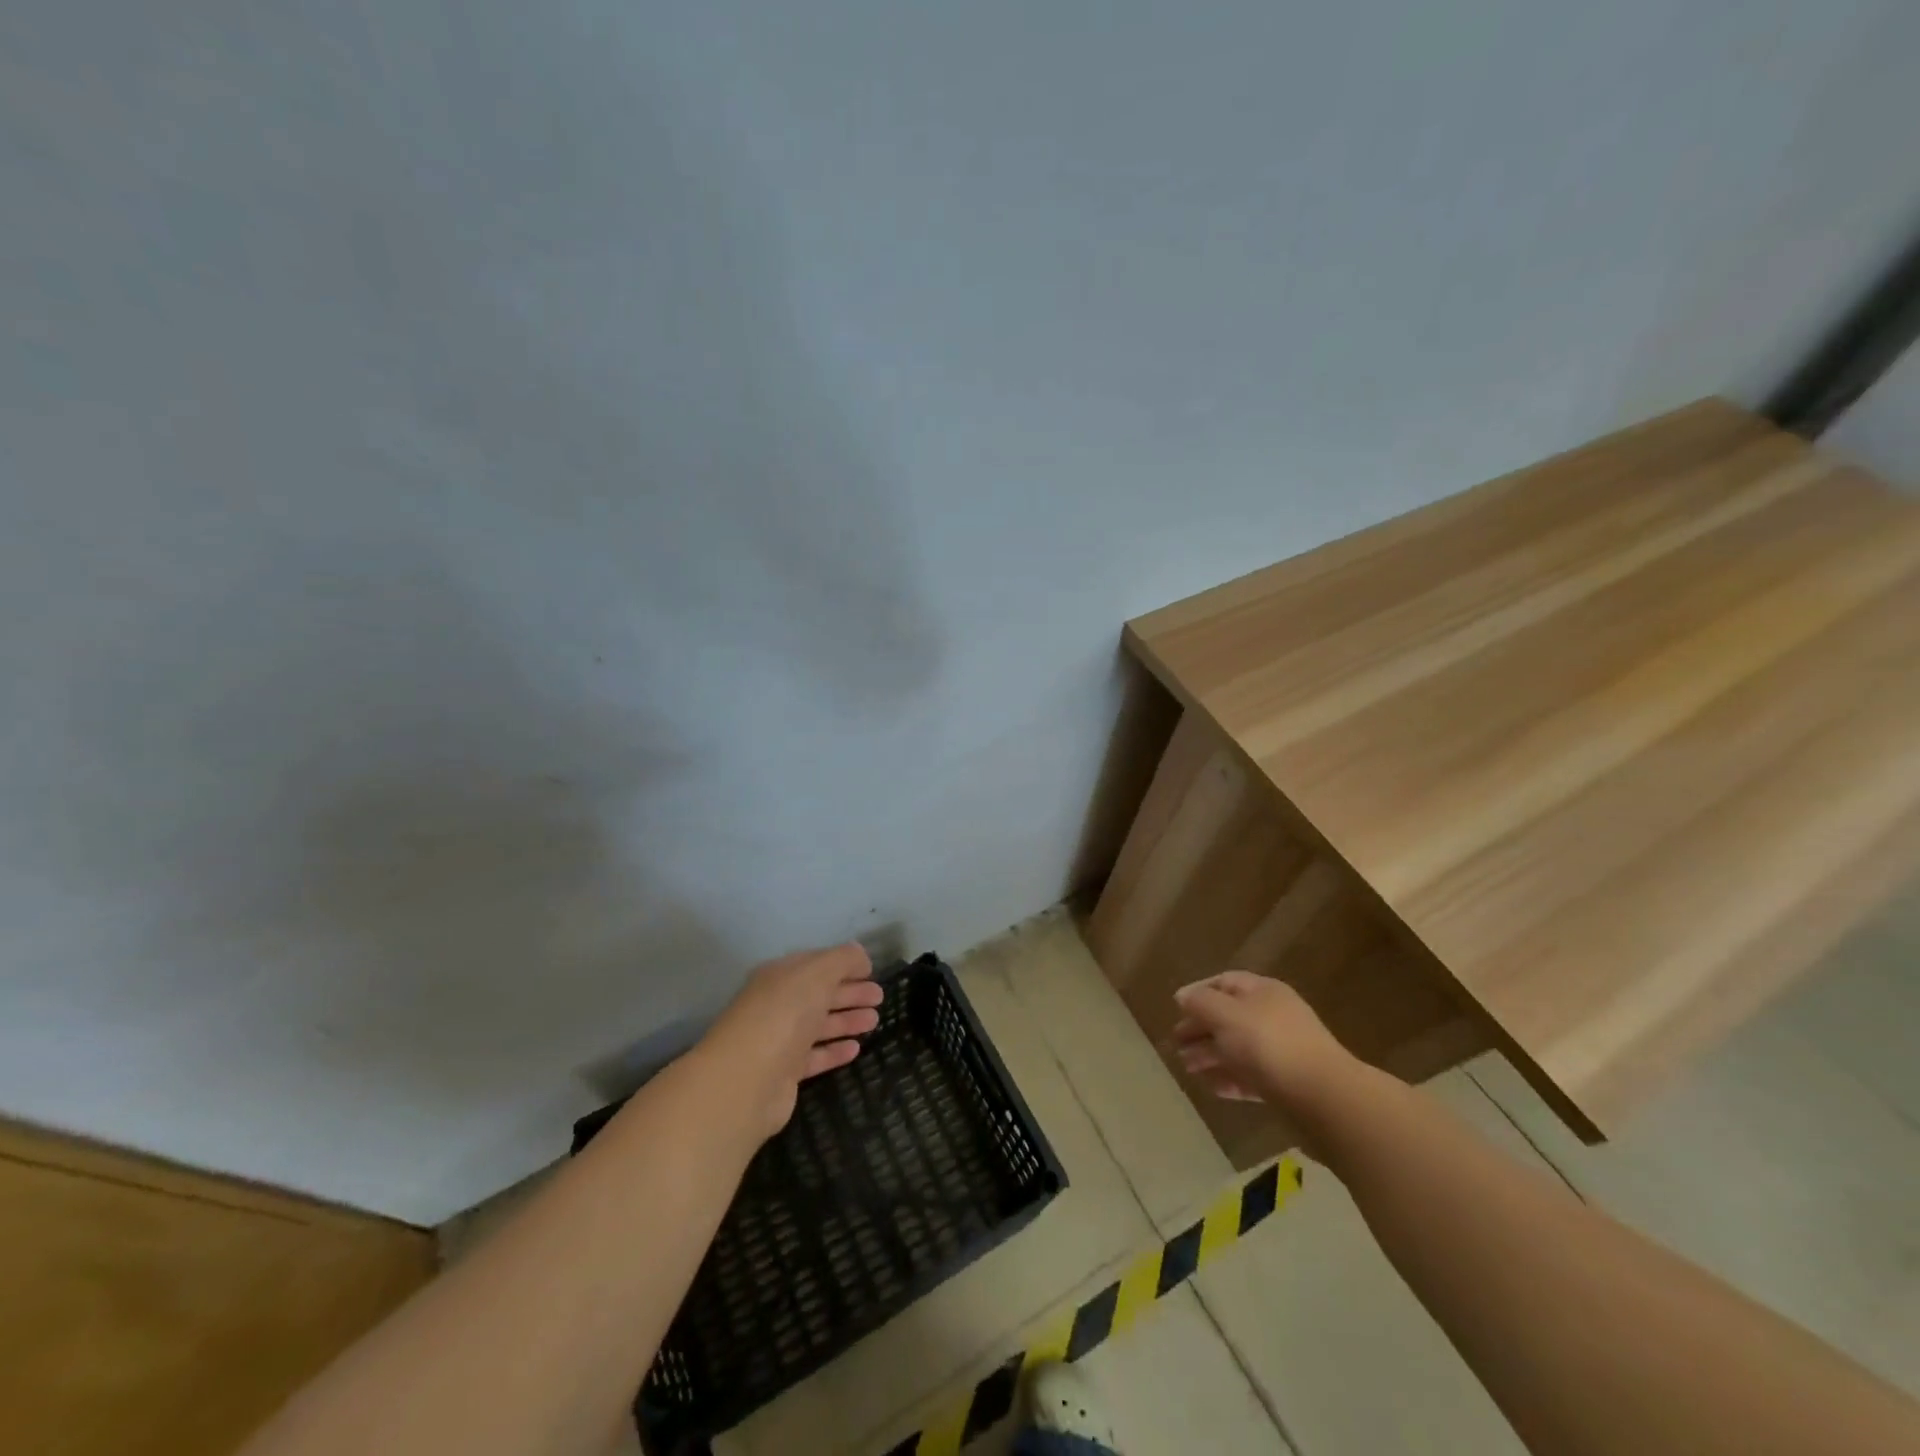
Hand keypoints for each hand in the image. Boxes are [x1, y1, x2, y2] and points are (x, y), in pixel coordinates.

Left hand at [697, 943, 883, 1137]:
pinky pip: (815, 1056)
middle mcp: (778, 1004)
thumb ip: (843, 960)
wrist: (746, 1080)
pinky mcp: (784, 1073)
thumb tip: (860, 956)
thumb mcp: (817, 974)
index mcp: (781, 976)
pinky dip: (835, 1050)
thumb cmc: (783, 1015)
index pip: (816, 964)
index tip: (872, 971)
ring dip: (847, 1020)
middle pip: (820, 994)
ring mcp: (779, 1039)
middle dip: (851, 992)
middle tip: (880, 997)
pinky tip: (856, 1049)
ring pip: (819, 1025)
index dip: (845, 965)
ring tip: (875, 1021)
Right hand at [1171, 971, 1357, 1114]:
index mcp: (1263, 991)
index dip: (1198, 992)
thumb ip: (1200, 1002)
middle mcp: (1273, 1016)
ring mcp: (1282, 1051)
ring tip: (1187, 1068)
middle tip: (1176, 1043)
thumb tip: (1183, 996)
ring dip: (1210, 1056)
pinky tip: (1212, 1088)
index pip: (1225, 982)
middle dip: (1200, 1028)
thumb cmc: (1268, 1044)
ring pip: (1238, 1048)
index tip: (1176, 1008)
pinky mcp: (1287, 1083)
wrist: (1323, 1097)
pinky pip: (1251, 1076)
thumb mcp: (1225, 1015)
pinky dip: (1229, 1079)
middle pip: (1229, 1017)